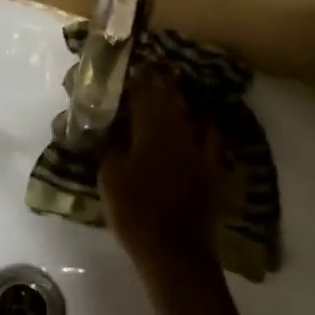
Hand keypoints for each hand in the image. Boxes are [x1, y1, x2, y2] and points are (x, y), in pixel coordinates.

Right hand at [99, 68, 224, 279]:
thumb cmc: (135, 211)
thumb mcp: (109, 175)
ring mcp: (199, 151)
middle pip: (171, 98)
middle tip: (154, 68)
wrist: (174, 251)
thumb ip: (107, 144)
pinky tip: (205, 119)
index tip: (133, 63)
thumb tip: (101, 124)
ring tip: (176, 84)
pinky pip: (213, 139)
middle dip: (162, 81)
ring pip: (192, 114)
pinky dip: (208, 124)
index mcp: (151, 130)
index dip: (139, 76)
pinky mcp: (212, 170)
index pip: (145, 92)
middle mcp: (178, 132)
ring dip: (183, 98)